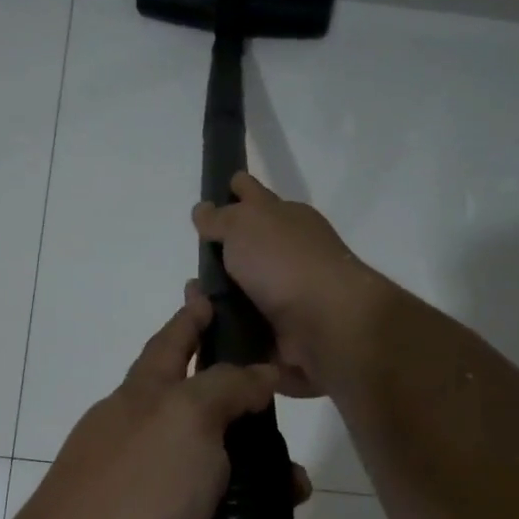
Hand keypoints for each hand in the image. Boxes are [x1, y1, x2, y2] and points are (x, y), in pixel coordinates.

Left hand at [17, 291, 330, 518]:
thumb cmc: (133, 490)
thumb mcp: (184, 419)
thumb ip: (225, 387)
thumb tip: (259, 371)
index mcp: (145, 402)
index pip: (172, 346)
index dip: (191, 319)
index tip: (210, 295)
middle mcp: (147, 450)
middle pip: (219, 436)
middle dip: (267, 460)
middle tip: (301, 482)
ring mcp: (153, 508)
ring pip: (232, 507)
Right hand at [193, 173, 389, 397]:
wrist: (326, 324)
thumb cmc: (285, 262)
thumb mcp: (245, 224)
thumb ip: (221, 218)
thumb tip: (203, 209)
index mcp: (287, 219)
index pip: (256, 196)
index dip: (239, 189)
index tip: (224, 186)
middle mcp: (290, 254)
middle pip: (251, 245)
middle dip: (224, 249)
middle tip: (195, 256)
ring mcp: (288, 294)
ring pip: (244, 289)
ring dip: (219, 294)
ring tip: (192, 299)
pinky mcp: (282, 332)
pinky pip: (245, 326)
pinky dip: (226, 325)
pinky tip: (204, 327)